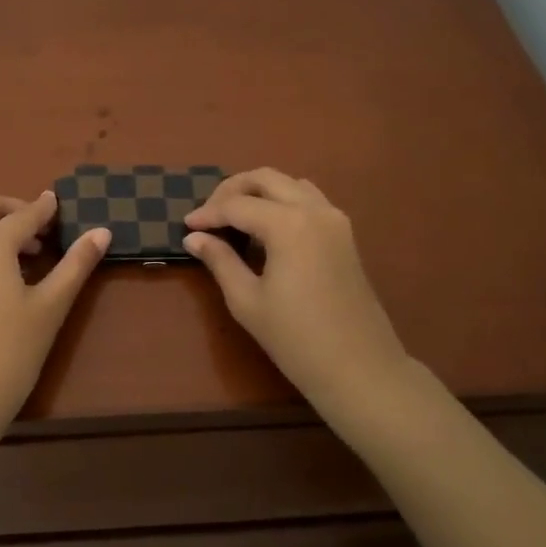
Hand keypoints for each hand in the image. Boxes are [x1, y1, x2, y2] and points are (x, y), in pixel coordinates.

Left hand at [0, 190, 109, 441]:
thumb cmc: (11, 353)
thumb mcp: (51, 307)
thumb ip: (76, 264)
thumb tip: (101, 231)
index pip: (23, 215)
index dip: (46, 209)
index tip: (62, 203)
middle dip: (15, 209)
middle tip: (43, 231)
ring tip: (25, 254)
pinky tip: (1, 277)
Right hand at [183, 169, 419, 418]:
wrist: (359, 368)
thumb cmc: (296, 339)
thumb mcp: (247, 301)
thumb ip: (220, 261)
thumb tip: (194, 238)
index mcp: (288, 224)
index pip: (237, 205)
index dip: (208, 214)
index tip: (186, 226)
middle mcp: (314, 210)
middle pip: (266, 179)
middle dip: (232, 190)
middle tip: (208, 215)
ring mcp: (335, 219)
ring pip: (290, 184)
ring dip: (259, 192)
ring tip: (234, 218)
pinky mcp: (345, 234)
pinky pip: (309, 200)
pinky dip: (283, 201)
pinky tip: (265, 229)